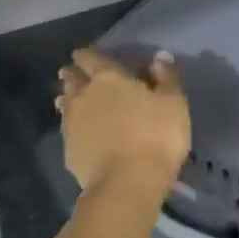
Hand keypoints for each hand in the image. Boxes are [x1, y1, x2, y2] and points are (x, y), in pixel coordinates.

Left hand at [56, 48, 191, 199]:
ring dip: (67, 99)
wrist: (127, 183)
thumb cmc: (156, 137)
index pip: (91, 58)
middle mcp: (83, 96)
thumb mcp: (173, 104)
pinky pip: (67, 130)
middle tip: (72, 73)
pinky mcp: (69, 150)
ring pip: (65, 104)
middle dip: (72, 74)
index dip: (87, 55)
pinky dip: (71, 126)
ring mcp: (72, 124)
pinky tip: (77, 131)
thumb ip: (166, 78)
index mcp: (108, 79)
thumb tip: (159, 57)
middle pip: (71, 80)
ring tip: (68, 99)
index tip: (84, 54)